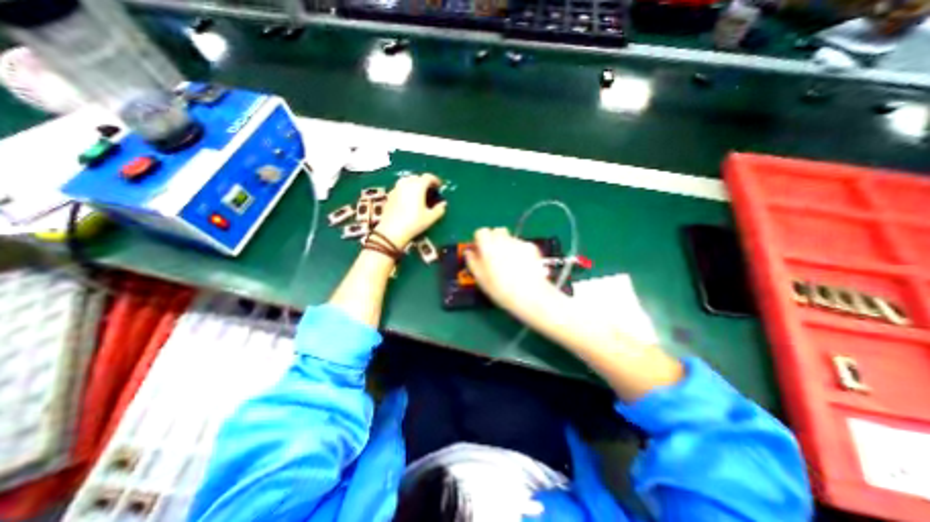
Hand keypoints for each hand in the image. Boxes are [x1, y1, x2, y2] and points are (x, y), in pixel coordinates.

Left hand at [378, 174, 451, 247]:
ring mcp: (396, 188)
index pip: (428, 177)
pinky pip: (400, 187)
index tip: (439, 186)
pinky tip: (408, 199)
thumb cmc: (413, 223)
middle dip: (424, 181)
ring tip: (419, 193)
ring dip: (414, 184)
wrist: (391, 231)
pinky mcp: (390, 195)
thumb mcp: (430, 218)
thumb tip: (443, 204)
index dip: (435, 180)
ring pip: (407, 180)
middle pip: (417, 177)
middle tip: (430, 190)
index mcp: (418, 186)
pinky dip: (406, 190)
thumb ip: (439, 209)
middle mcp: (406, 183)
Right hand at [464, 228, 554, 316]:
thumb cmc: (501, 289)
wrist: (529, 294)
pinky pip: (522, 244)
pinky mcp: (531, 247)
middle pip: (496, 230)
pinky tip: (521, 265)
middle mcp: (503, 240)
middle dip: (494, 239)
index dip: (479, 240)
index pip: (480, 232)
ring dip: (507, 245)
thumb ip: (472, 262)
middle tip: (494, 255)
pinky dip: (519, 251)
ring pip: (510, 237)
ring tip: (509, 263)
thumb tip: (469, 252)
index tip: (480, 250)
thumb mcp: (481, 278)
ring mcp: (519, 242)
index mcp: (488, 246)